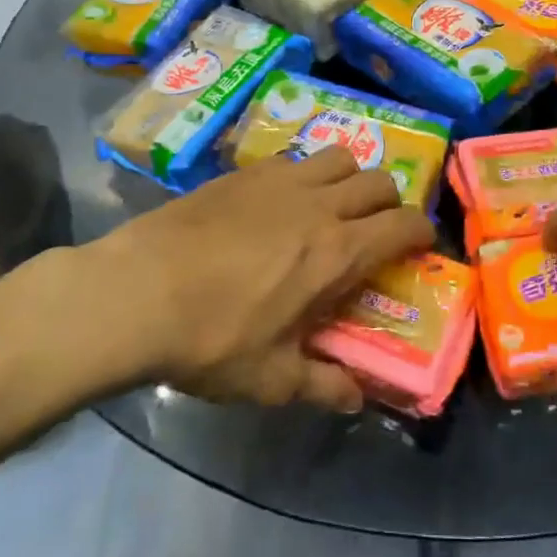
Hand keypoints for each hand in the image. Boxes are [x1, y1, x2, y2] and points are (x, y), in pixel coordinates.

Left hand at [37, 148, 433, 412]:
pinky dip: (304, 173)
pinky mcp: (244, 171)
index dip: (422, 232)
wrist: (135, 292)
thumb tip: (356, 400)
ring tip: (332, 205)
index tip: (420, 246)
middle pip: (379, 180)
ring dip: (349, 177)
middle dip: (390, 202)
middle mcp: (319, 205)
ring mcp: (280, 180)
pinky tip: (280, 201)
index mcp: (336, 252)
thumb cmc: (210, 339)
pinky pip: (293, 157)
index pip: (404, 224)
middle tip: (375, 230)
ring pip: (340, 156)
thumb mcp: (269, 378)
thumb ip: (321, 386)